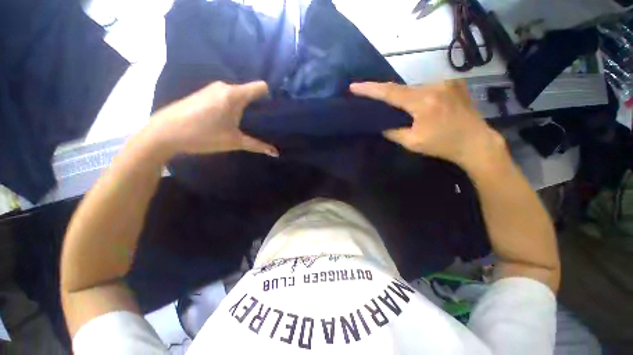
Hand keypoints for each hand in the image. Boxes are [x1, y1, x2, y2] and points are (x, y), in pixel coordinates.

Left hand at [149, 81, 277, 156]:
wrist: (164, 133)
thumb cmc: (203, 135)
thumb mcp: (234, 141)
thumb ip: (258, 146)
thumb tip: (276, 153)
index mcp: (234, 95)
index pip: (261, 87)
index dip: (270, 96)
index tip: (275, 109)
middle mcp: (225, 87)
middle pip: (250, 92)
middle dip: (259, 105)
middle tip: (266, 121)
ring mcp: (212, 89)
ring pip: (237, 95)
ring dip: (245, 107)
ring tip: (251, 122)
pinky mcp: (204, 94)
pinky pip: (226, 97)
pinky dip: (233, 106)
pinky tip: (231, 120)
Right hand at [350, 81, 503, 168]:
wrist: (477, 142)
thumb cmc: (443, 145)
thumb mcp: (412, 142)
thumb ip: (393, 132)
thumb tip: (381, 125)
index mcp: (423, 102)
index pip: (390, 92)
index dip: (370, 89)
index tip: (354, 86)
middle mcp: (435, 86)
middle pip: (402, 88)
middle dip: (387, 95)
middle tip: (374, 100)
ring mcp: (447, 82)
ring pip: (415, 88)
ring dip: (405, 97)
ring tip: (401, 109)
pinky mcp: (454, 83)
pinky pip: (428, 87)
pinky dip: (418, 95)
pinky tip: (420, 106)